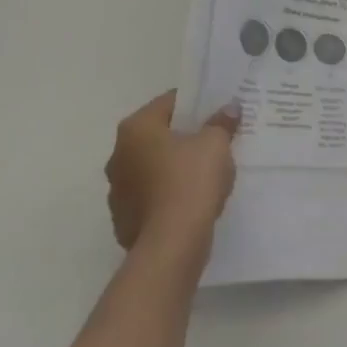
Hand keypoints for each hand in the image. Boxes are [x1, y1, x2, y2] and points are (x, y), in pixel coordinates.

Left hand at [105, 91, 238, 258]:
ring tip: (203, 172)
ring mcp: (117, 189)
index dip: (196, 103)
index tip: (216, 110)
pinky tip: (189, 200)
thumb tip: (229, 108)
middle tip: (212, 139)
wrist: (172, 244)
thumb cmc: (191, 181)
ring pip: (151, 166)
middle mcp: (118, 154)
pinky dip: (166, 193)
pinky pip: (150, 195)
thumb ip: (221, 123)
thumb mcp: (216, 144)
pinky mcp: (123, 218)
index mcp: (136, 128)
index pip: (169, 102)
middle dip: (183, 136)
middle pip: (157, 135)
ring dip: (172, 166)